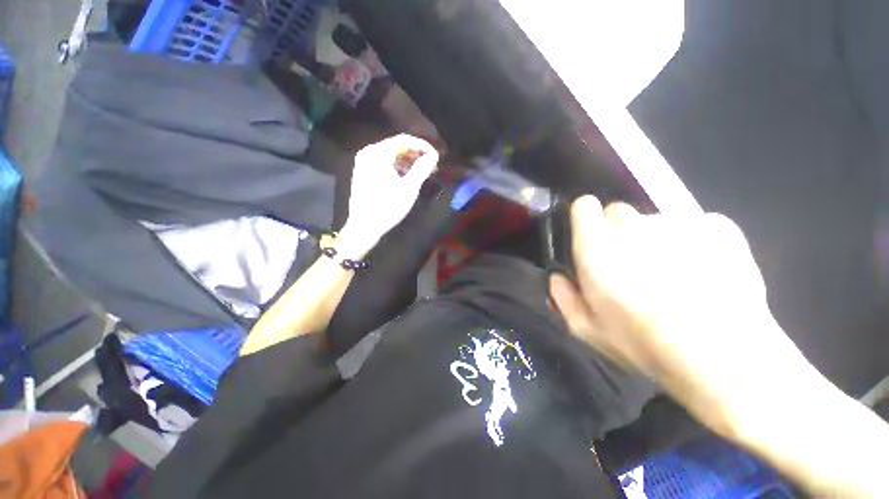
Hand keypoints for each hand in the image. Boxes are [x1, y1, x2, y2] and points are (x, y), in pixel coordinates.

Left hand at [339, 134, 438, 255]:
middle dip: (416, 154)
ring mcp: (364, 162)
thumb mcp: (409, 188)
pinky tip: (408, 176)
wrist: (364, 227)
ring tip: (423, 171)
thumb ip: (422, 169)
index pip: (404, 140)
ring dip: (408, 161)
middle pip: (396, 146)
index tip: (436, 155)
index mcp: (377, 153)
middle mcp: (368, 152)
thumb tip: (434, 155)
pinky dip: (398, 167)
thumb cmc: (388, 207)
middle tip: (431, 164)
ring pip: (391, 155)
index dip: (422, 145)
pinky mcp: (364, 172)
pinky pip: (384, 163)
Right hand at [549, 195, 809, 433]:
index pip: (584, 206)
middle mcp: (632, 224)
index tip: (592, 238)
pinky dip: (696, 243)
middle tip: (633, 266)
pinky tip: (706, 274)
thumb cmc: (643, 343)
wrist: (723, 357)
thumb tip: (557, 278)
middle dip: (619, 233)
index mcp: (595, 246)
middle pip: (619, 213)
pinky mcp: (718, 226)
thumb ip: (562, 297)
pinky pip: (695, 227)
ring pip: (657, 222)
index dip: (585, 220)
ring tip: (675, 278)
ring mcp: (677, 222)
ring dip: (657, 241)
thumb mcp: (586, 329)